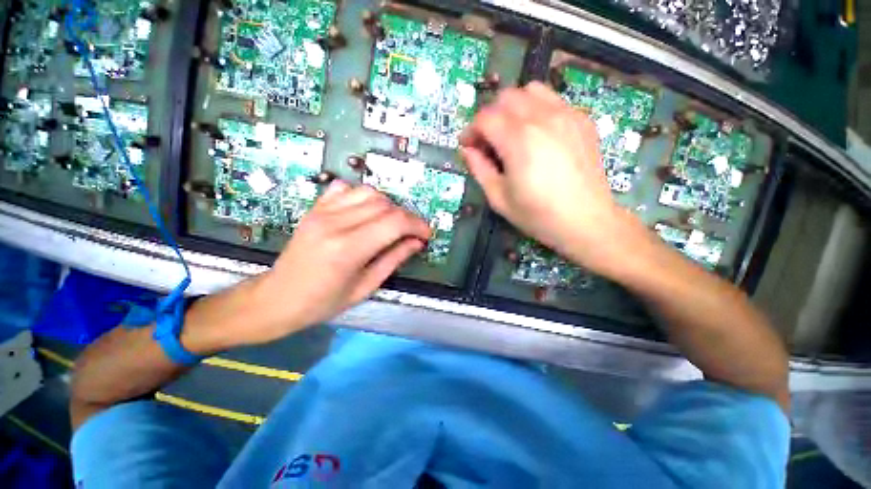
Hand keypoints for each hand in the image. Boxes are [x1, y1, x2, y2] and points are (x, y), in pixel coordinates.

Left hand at [247, 180, 430, 341]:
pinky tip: (365, 212)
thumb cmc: (323, 302)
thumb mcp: (366, 287)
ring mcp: (322, 212)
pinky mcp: (315, 209)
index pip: (395, 222)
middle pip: (385, 204)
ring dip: (387, 206)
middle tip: (410, 233)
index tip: (426, 234)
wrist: (278, 298)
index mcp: (348, 249)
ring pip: (368, 192)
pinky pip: (345, 188)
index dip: (417, 225)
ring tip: (390, 223)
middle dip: (406, 217)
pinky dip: (362, 196)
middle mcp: (335, 223)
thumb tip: (417, 242)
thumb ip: (394, 259)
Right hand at [459, 82, 643, 272]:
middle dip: (490, 116)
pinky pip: (553, 100)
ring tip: (512, 132)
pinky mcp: (582, 120)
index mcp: (518, 140)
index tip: (468, 146)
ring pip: (531, 90)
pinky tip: (538, 134)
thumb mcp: (499, 198)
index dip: (471, 130)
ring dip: (514, 107)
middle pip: (506, 97)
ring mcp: (566, 115)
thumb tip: (467, 150)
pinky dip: (537, 109)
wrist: (587, 222)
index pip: (485, 118)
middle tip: (488, 141)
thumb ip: (479, 169)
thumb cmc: (538, 215)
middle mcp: (542, 118)